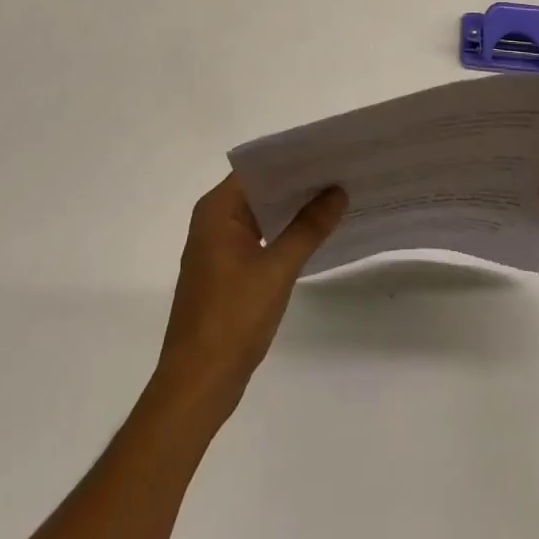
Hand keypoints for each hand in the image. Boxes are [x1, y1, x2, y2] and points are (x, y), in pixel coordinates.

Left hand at [154, 174, 347, 423]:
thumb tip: (338, 191)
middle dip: (298, 183)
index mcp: (217, 210)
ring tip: (335, 196)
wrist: (197, 386)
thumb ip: (308, 228)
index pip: (258, 168)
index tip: (328, 152)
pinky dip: (283, 233)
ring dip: (292, 209)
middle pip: (260, 189)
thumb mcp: (277, 270)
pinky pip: (258, 237)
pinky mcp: (226, 271)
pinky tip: (314, 233)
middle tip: (340, 172)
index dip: (292, 159)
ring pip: (261, 214)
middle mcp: (213, 220)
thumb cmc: (232, 320)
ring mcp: (218, 247)